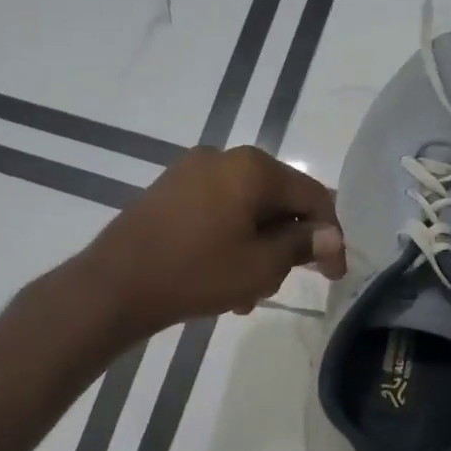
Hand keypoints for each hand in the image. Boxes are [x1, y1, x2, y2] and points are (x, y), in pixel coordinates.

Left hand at [86, 146, 346, 335]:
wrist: (115, 285)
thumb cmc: (197, 273)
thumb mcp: (261, 265)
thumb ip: (302, 245)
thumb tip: (330, 236)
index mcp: (253, 167)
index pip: (311, 196)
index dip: (330, 235)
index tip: (335, 274)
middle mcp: (223, 158)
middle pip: (276, 200)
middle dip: (286, 244)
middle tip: (285, 282)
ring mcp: (191, 171)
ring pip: (245, 210)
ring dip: (256, 248)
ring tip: (247, 293)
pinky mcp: (169, 190)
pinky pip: (216, 211)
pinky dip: (229, 240)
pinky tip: (222, 278)